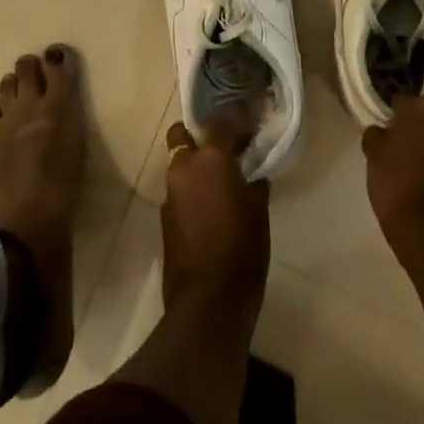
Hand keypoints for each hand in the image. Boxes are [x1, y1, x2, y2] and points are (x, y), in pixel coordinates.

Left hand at [161, 121, 269, 309]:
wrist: (208, 302)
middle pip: (183, 136)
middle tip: (222, 149)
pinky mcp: (165, 218)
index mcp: (210, 159)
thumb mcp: (258, 211)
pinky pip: (179, 191)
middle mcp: (184, 168)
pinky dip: (191, 191)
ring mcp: (170, 193)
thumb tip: (253, 174)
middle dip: (198, 137)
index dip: (234, 122)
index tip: (248, 128)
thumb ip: (254, 183)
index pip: (219, 123)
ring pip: (179, 164)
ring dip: (195, 166)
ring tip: (219, 180)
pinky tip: (209, 207)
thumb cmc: (242, 249)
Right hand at [363, 94, 423, 242]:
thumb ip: (376, 135)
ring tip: (423, 154)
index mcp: (419, 107)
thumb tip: (381, 130)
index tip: (386, 124)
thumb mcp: (374, 157)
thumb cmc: (397, 185)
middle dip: (422, 118)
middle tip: (406, 137)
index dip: (392, 112)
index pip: (402, 98)